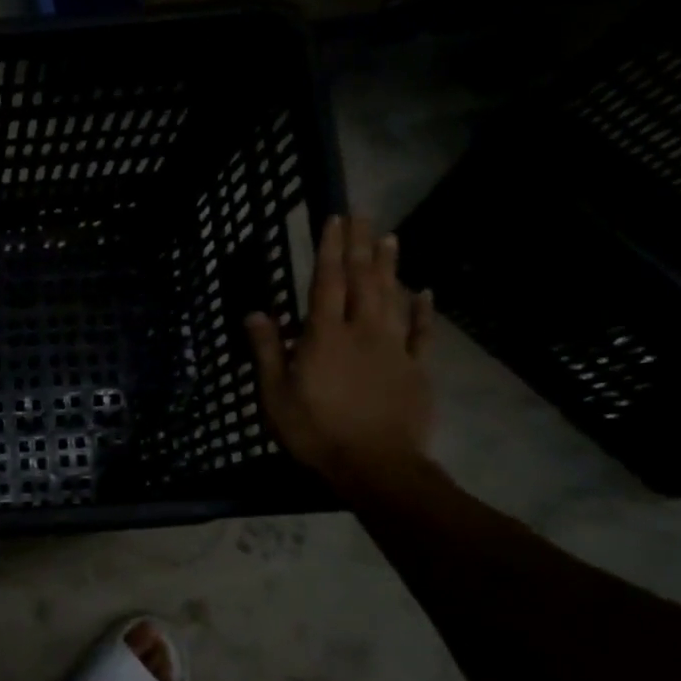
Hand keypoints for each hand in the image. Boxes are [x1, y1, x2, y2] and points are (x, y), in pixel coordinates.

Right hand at [245, 214, 434, 489]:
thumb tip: (256, 312)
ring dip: (389, 266)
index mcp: (324, 337)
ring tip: (389, 238)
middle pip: (362, 281)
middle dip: (360, 246)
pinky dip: (422, 310)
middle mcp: (361, 332)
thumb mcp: (274, 395)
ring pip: (392, 298)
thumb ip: (267, 351)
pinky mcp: (415, 368)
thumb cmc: (315, 431)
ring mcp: (393, 348)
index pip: (326, 283)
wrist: (376, 464)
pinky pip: (420, 332)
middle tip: (363, 216)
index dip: (329, 250)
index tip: (333, 219)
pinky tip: (424, 292)